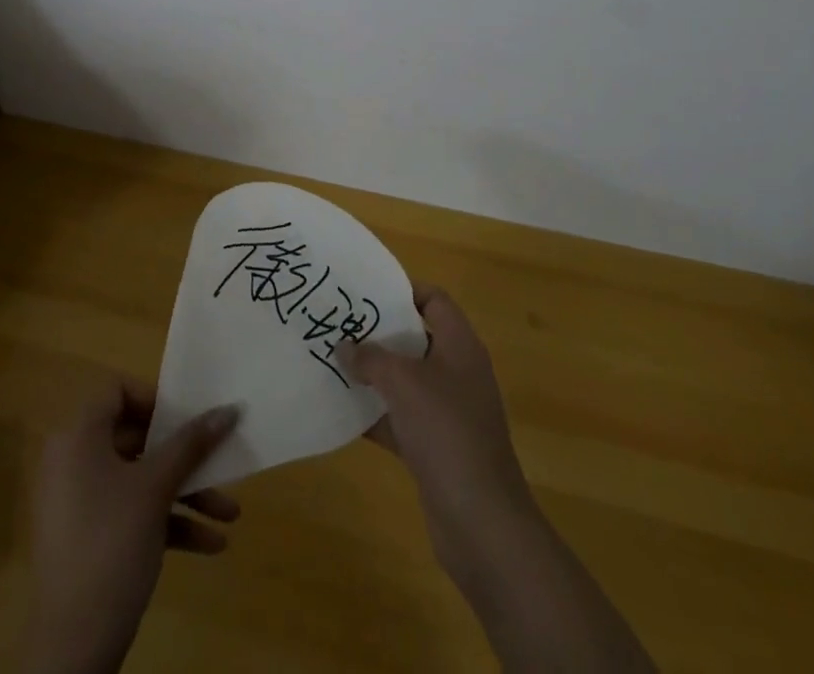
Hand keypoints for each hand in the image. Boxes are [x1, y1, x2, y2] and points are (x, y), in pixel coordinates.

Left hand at [24, 379, 241, 673]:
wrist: (72, 646)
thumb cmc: (111, 544)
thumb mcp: (156, 489)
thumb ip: (191, 444)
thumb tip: (228, 408)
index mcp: (79, 435)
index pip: (117, 390)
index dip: (155, 399)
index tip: (189, 420)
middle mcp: (73, 459)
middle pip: (135, 437)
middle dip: (184, 456)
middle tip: (219, 464)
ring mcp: (79, 500)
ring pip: (139, 480)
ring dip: (185, 494)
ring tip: (229, 515)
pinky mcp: (88, 538)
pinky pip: (131, 513)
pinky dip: (167, 522)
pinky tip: (210, 545)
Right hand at [344, 288, 658, 671]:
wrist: (481, 522)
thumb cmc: (446, 432)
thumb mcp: (403, 382)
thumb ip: (370, 357)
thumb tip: (344, 346)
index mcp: (460, 346)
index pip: (434, 300)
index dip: (402, 290)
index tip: (364, 292)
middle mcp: (457, 372)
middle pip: (415, 337)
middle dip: (378, 332)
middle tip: (339, 323)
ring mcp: (448, 411)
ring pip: (405, 379)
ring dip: (373, 373)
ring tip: (332, 360)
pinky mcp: (436, 446)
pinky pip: (400, 417)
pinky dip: (375, 413)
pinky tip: (342, 409)